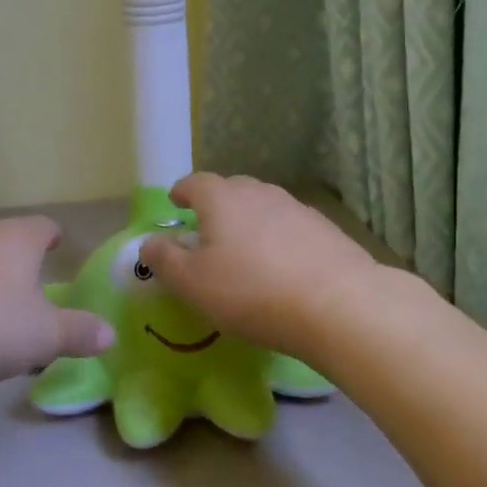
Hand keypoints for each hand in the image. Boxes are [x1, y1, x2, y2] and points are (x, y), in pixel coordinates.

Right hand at [140, 174, 380, 353]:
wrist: (338, 304)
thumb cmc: (251, 291)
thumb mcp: (192, 283)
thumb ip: (164, 260)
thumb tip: (148, 242)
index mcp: (221, 198)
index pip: (195, 182)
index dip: (182, 191)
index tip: (175, 203)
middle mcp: (258, 193)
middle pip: (231, 189)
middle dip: (216, 204)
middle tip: (207, 229)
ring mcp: (296, 208)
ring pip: (263, 206)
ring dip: (249, 221)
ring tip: (245, 248)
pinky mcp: (325, 230)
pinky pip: (290, 226)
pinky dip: (278, 237)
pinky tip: (282, 264)